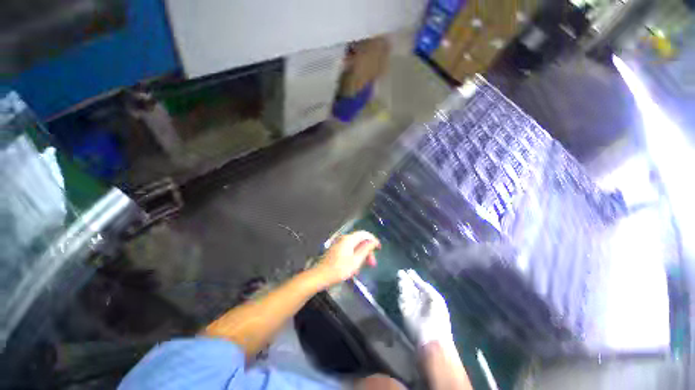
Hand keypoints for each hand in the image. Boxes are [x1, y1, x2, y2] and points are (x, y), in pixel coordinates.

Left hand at [315, 231, 380, 286]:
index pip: (364, 234)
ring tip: (364, 267)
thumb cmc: (339, 269)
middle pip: (359, 241)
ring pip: (354, 247)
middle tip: (372, 263)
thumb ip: (365, 250)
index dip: (373, 239)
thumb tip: (373, 241)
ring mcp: (339, 245)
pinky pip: (349, 251)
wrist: (320, 276)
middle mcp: (343, 239)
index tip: (379, 248)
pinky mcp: (335, 251)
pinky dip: (355, 257)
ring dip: (362, 255)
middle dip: (367, 250)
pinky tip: (355, 268)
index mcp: (349, 239)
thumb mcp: (356, 261)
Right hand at [398, 269, 452, 346]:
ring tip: (399, 275)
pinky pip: (402, 301)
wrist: (431, 338)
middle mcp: (420, 301)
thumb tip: (417, 280)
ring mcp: (412, 306)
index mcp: (430, 298)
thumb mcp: (436, 298)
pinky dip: (401, 294)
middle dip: (407, 280)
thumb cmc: (438, 317)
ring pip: (406, 292)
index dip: (415, 278)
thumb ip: (426, 287)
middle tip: (400, 271)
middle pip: (412, 288)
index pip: (420, 285)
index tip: (409, 271)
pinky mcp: (405, 312)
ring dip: (403, 284)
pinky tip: (400, 287)